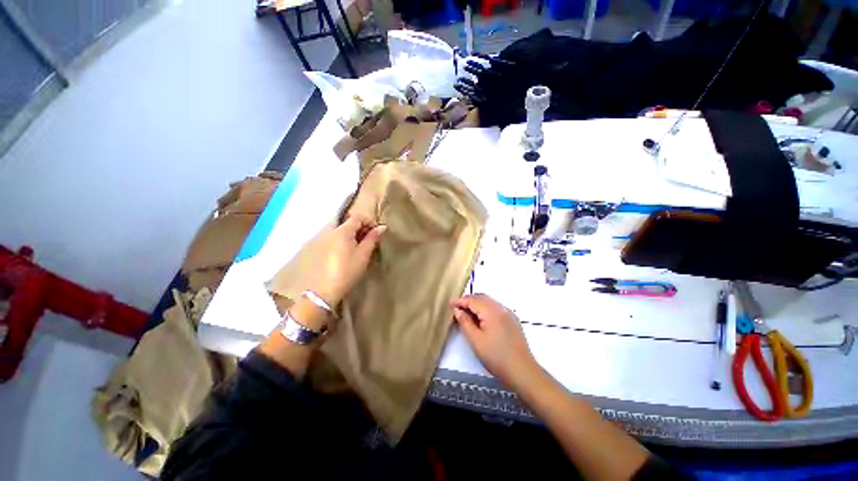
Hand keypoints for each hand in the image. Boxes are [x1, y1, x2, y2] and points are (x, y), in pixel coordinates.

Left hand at [309, 214, 385, 307]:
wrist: (324, 290)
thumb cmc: (347, 270)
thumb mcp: (363, 254)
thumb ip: (372, 238)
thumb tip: (382, 227)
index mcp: (343, 231)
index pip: (358, 216)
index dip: (369, 221)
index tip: (377, 233)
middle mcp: (331, 231)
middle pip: (349, 223)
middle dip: (362, 228)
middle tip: (371, 241)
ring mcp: (324, 239)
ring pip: (343, 231)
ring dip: (354, 235)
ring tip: (361, 248)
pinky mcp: (320, 248)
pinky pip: (336, 238)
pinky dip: (345, 240)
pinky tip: (349, 253)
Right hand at [452, 294, 539, 389]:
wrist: (523, 372)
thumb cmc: (496, 357)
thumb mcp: (476, 340)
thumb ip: (465, 322)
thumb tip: (457, 310)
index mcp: (492, 311)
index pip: (473, 300)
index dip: (460, 301)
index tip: (449, 303)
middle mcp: (501, 308)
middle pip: (482, 298)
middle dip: (468, 300)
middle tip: (456, 307)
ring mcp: (509, 314)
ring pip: (489, 302)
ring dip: (477, 304)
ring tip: (466, 312)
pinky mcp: (512, 321)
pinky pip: (496, 308)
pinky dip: (485, 309)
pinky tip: (480, 318)